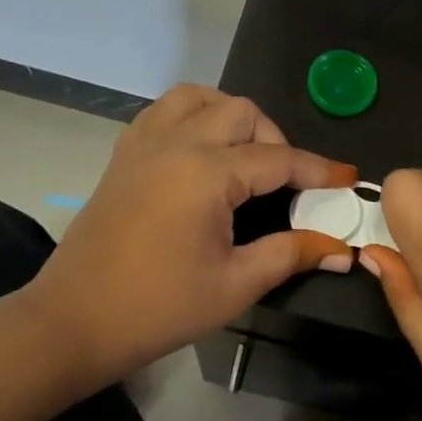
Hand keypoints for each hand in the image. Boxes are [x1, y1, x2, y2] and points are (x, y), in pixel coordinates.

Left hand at [31, 85, 357, 388]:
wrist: (74, 322)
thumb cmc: (159, 308)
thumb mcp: (235, 285)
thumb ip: (291, 254)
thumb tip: (342, 250)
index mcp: (206, 173)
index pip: (278, 158)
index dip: (318, 170)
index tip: (347, 178)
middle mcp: (175, 144)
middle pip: (241, 112)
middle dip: (275, 139)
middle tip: (286, 182)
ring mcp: (143, 145)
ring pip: (198, 98)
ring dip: (230, 116)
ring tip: (244, 156)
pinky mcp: (122, 156)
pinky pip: (164, 113)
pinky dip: (192, 118)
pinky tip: (201, 154)